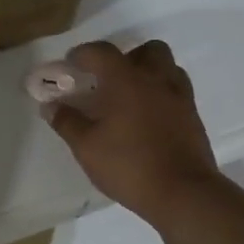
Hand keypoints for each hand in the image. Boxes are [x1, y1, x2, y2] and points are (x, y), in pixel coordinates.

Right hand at [42, 40, 221, 226]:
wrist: (183, 193)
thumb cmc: (129, 165)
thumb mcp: (87, 147)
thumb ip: (67, 122)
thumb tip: (50, 106)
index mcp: (126, 80)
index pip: (102, 52)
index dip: (83, 53)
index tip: (71, 63)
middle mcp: (156, 80)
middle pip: (147, 50)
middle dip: (126, 57)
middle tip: (109, 80)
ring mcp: (180, 97)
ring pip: (167, 68)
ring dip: (148, 73)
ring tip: (130, 97)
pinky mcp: (194, 117)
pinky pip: (177, 91)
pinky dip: (161, 94)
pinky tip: (148, 118)